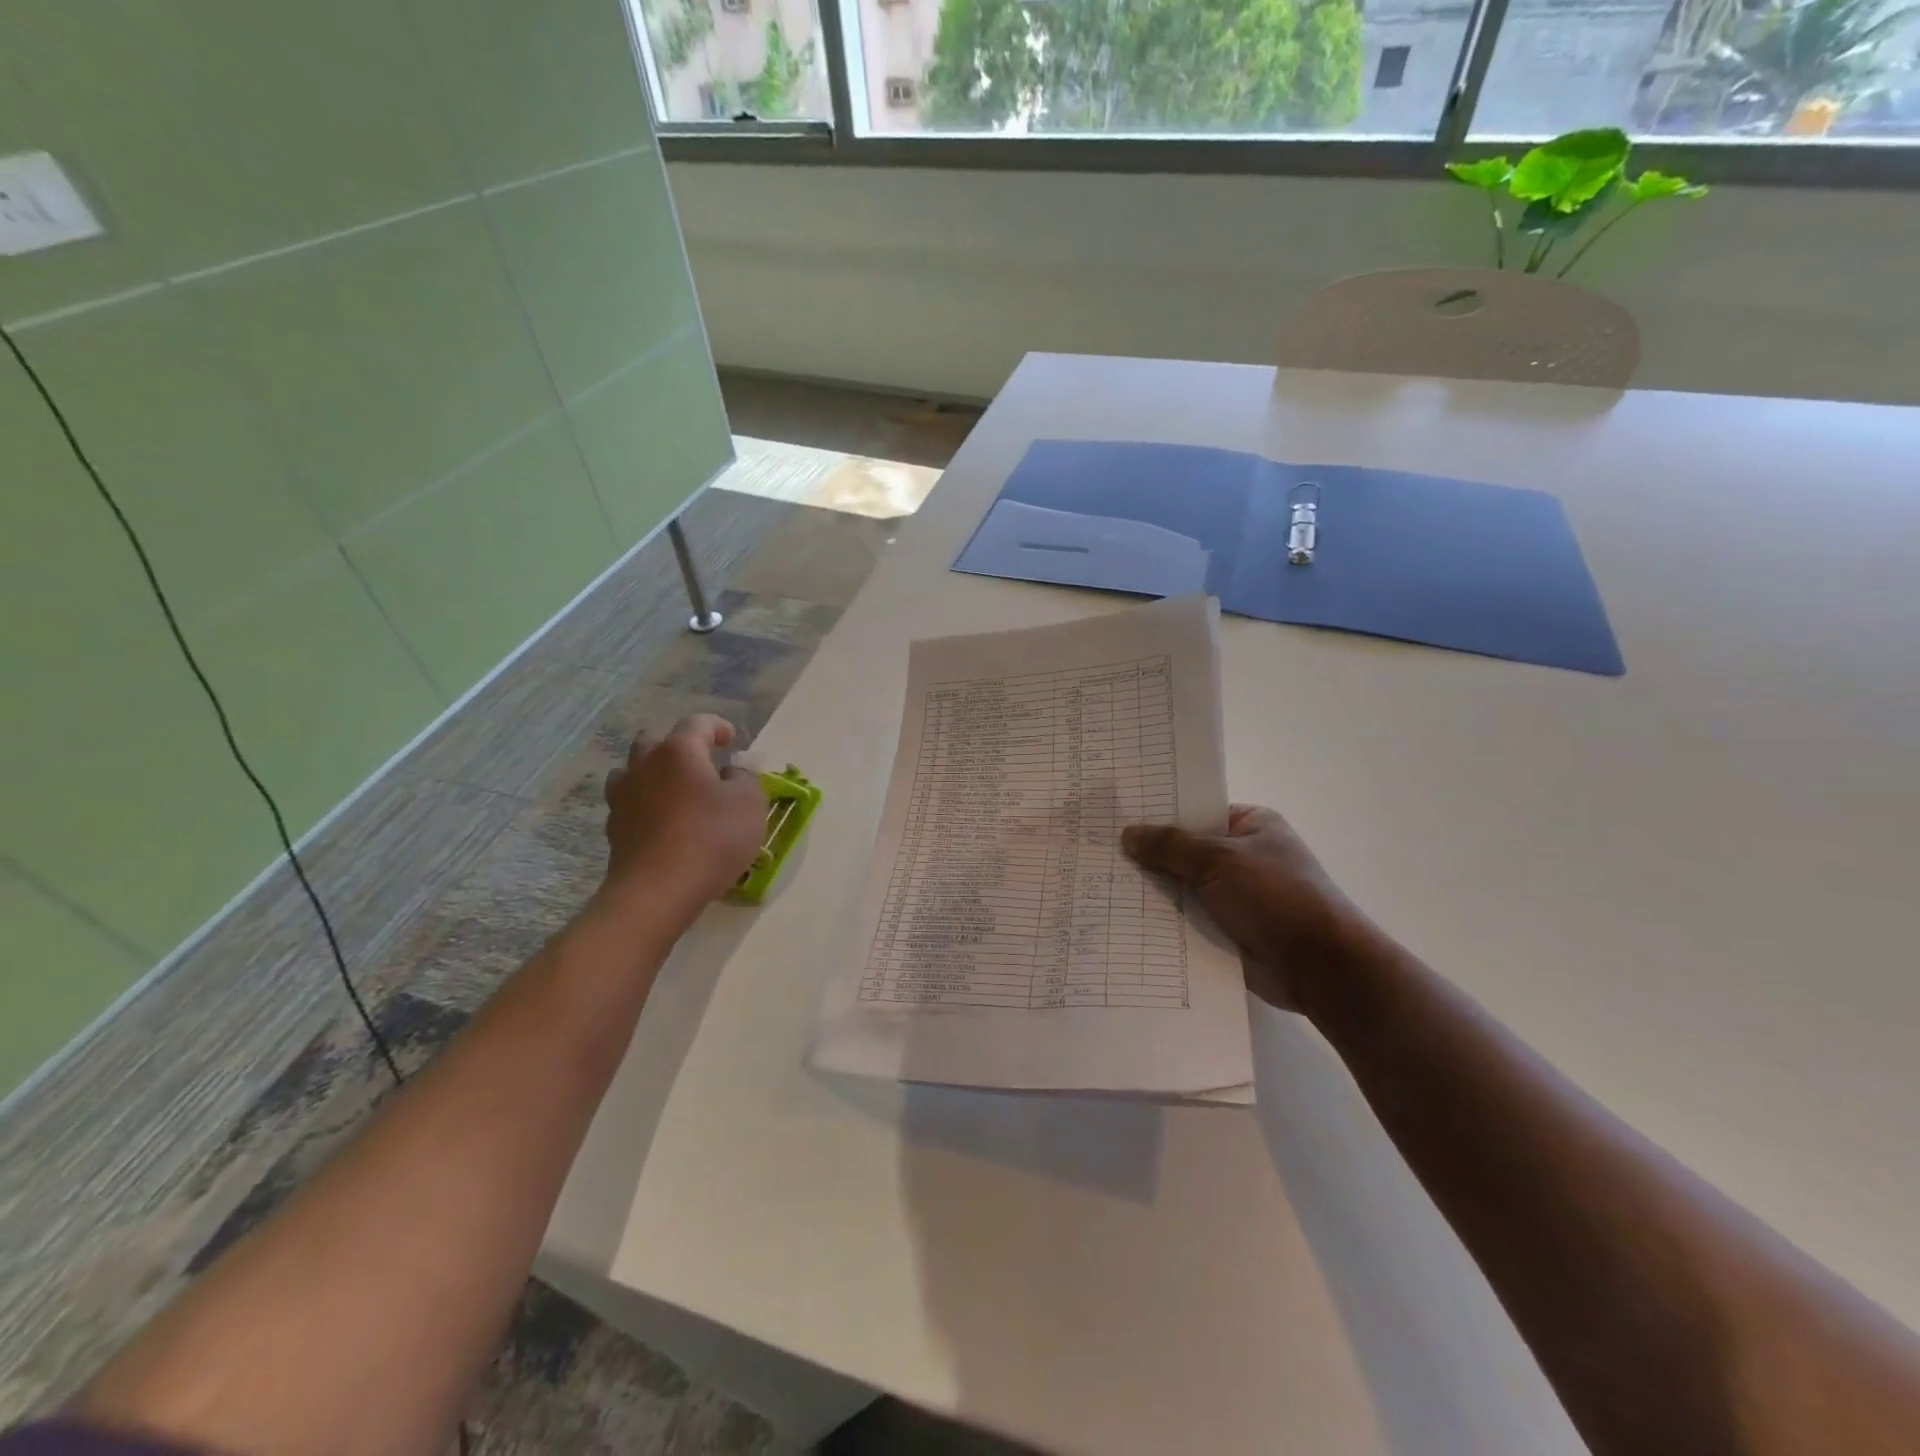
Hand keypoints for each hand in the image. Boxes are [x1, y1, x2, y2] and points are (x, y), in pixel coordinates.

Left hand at [601, 715, 767, 914]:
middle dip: (677, 747)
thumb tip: (731, 772)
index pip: (697, 723)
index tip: (731, 740)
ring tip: (675, 791)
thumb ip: (745, 778)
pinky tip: (663, 823)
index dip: (717, 727)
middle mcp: (644, 765)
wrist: (658, 890)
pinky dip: (646, 805)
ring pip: (633, 771)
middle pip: (655, 741)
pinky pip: (630, 804)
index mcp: (679, 751)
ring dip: (653, 774)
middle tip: (700, 764)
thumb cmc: (712, 838)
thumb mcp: (750, 803)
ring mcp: (623, 797)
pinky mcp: (614, 829)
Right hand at [1122, 805, 1362, 1011]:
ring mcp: (1233, 895)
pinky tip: (1121, 917)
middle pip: (1184, 849)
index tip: (1116, 815)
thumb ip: (1171, 846)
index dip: (1158, 812)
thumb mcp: (1220, 860)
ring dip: (1151, 890)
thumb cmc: (1276, 896)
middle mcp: (1241, 856)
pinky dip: (1161, 920)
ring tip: (1098, 883)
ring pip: (1181, 886)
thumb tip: (1128, 833)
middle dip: (1147, 854)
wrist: (1320, 968)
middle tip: (1096, 850)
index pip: (1196, 810)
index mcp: (1250, 824)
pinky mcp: (1226, 929)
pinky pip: (1186, 918)